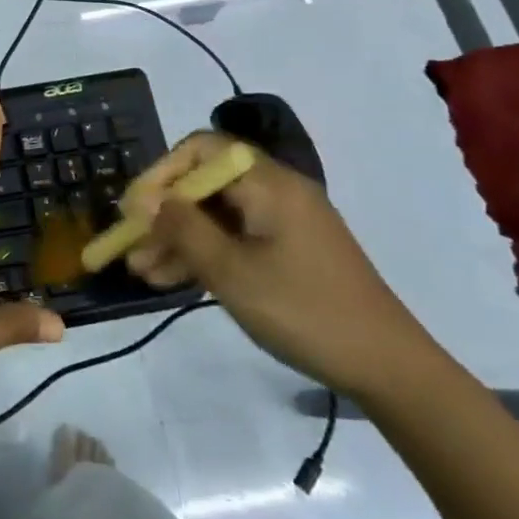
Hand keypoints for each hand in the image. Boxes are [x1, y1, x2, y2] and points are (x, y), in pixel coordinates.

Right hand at [124, 132, 441, 400]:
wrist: (387, 368)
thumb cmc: (304, 310)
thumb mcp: (233, 272)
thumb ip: (184, 229)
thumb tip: (146, 200)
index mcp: (269, 183)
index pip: (202, 150)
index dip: (162, 172)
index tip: (135, 208)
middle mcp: (276, 191)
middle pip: (206, 184)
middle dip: (164, 213)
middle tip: (131, 245)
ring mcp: (284, 222)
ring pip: (217, 216)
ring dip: (178, 239)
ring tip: (140, 271)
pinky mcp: (288, 251)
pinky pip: (235, 239)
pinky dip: (205, 254)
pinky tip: (170, 280)